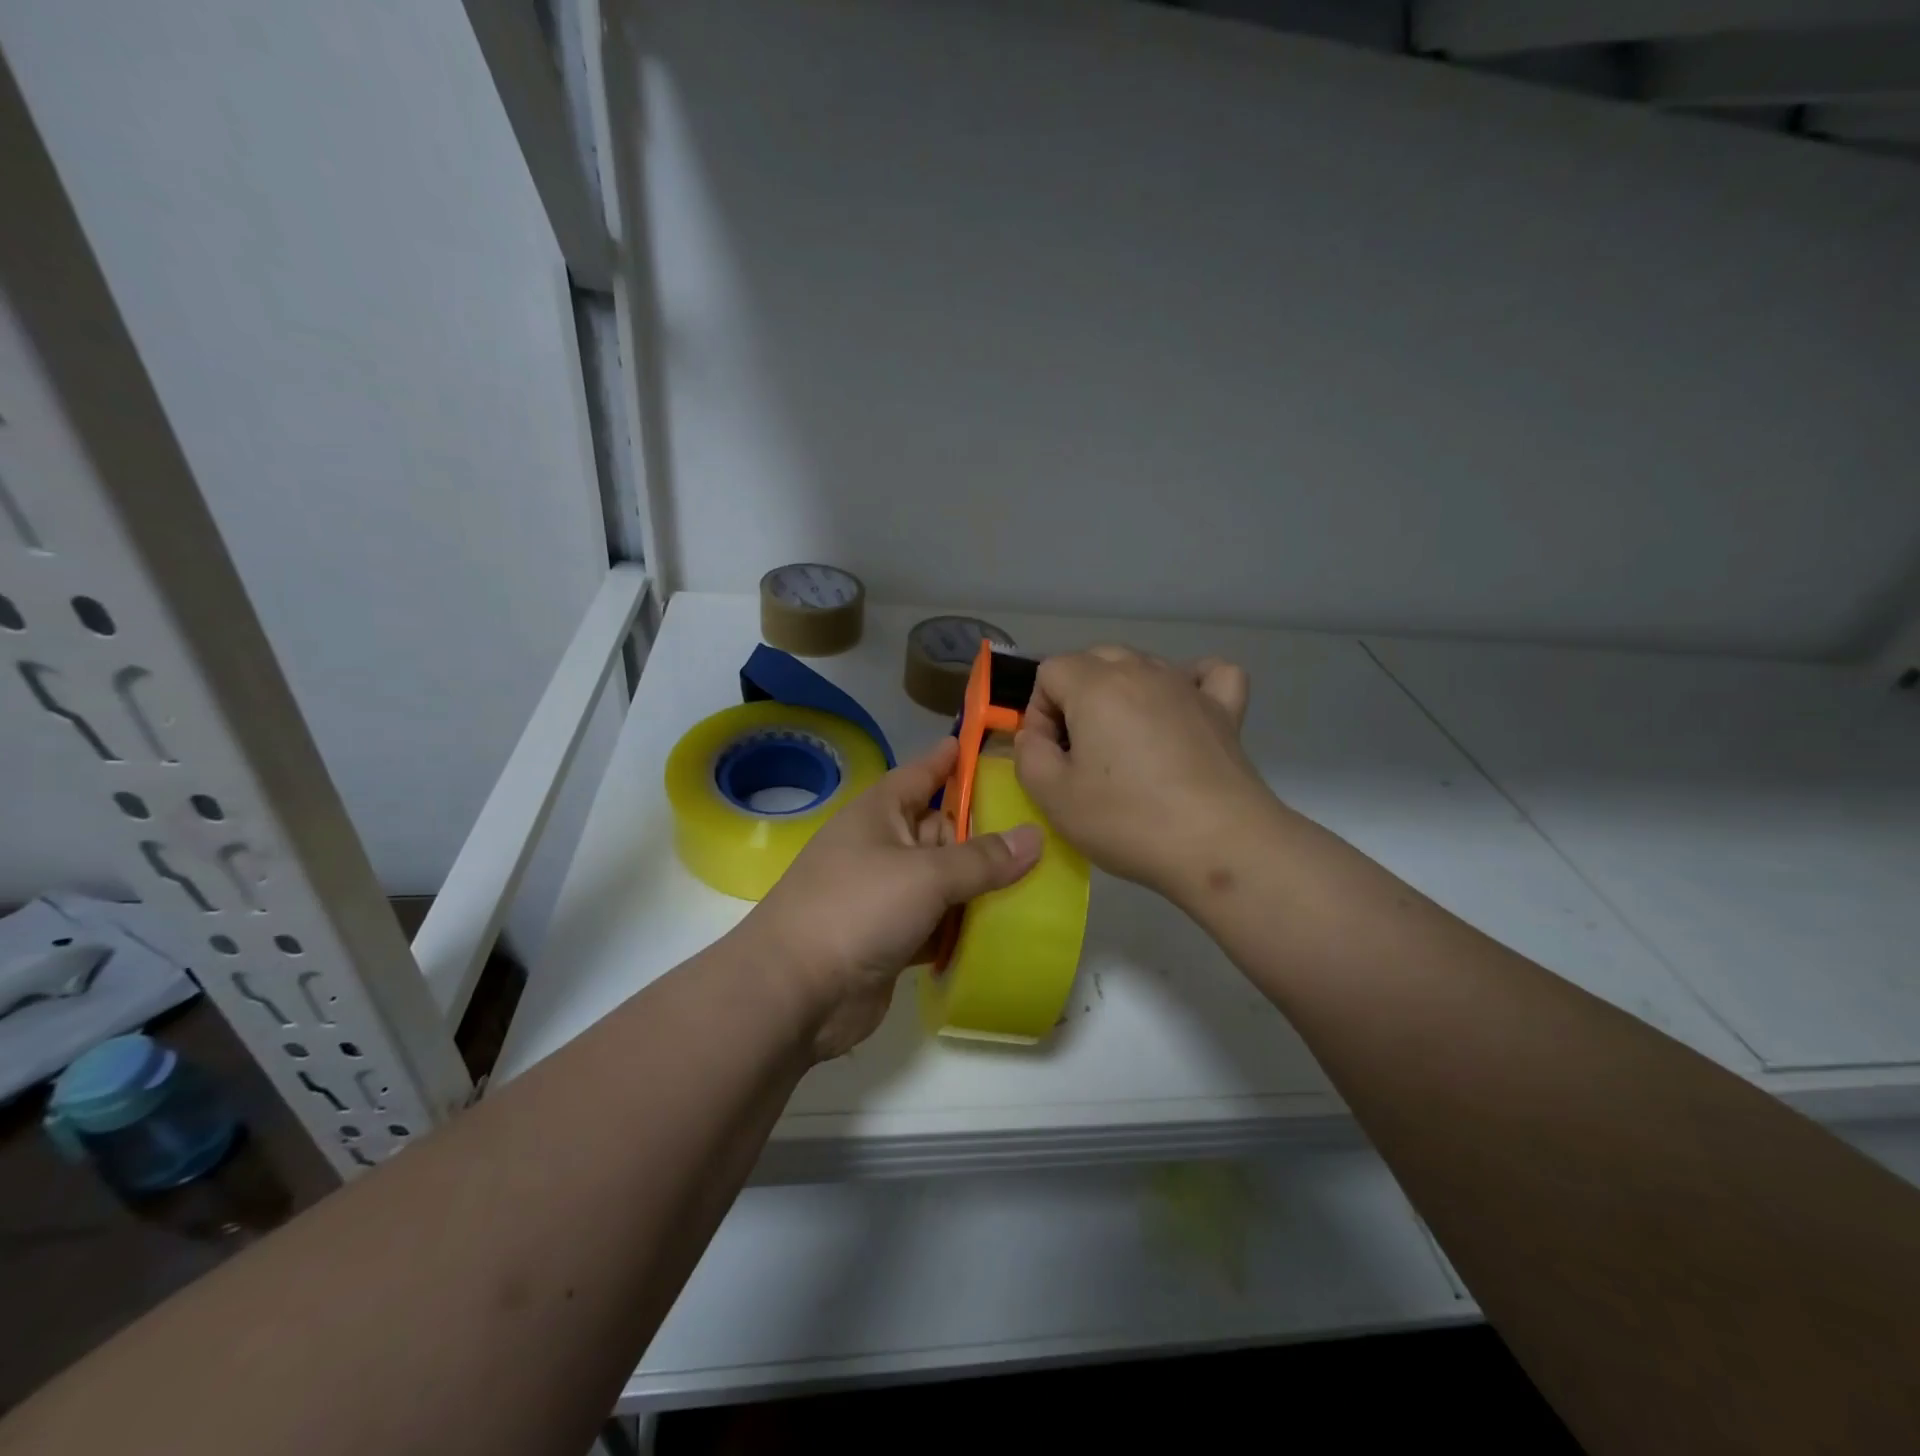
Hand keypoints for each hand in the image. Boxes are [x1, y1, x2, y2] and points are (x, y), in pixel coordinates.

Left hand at [736, 737, 1041, 1060]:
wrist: (796, 992)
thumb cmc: (857, 908)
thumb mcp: (925, 875)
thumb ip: (982, 859)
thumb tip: (1035, 837)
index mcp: (880, 813)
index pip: (922, 774)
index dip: (951, 759)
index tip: (985, 743)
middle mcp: (882, 847)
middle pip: (941, 829)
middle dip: (984, 831)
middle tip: (1041, 826)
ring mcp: (885, 895)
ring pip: (943, 880)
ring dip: (979, 884)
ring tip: (1039, 877)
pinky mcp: (892, 939)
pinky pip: (938, 922)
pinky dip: (964, 924)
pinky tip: (1005, 926)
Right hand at [1014, 646, 1272, 900]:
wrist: (1220, 845)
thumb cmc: (1129, 820)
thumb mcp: (1052, 796)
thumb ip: (1028, 754)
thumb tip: (1037, 735)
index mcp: (1096, 685)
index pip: (1050, 671)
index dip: (1039, 712)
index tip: (1050, 755)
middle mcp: (1142, 671)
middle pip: (1094, 660)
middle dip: (1076, 697)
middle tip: (1080, 752)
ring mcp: (1188, 686)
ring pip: (1142, 665)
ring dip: (1122, 693)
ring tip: (1125, 743)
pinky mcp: (1224, 709)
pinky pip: (1205, 674)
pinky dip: (1189, 682)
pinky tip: (1181, 708)